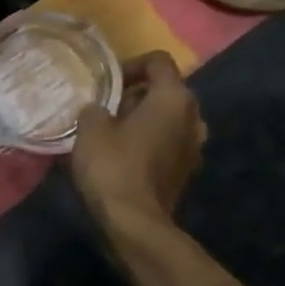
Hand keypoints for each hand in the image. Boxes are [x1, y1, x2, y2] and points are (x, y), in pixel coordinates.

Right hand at [71, 51, 206, 234]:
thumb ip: (95, 109)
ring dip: (144, 119)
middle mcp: (193, 118)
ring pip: (168, 119)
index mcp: (174, 98)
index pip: (158, 61)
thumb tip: (100, 111)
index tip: (107, 82)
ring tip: (112, 131)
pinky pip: (168, 143)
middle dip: (136, 94)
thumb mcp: (90, 128)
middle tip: (106, 107)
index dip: (131, 64)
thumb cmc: (113, 166)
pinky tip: (123, 155)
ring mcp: (194, 147)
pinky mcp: (186, 171)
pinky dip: (149, 141)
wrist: (135, 223)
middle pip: (166, 90)